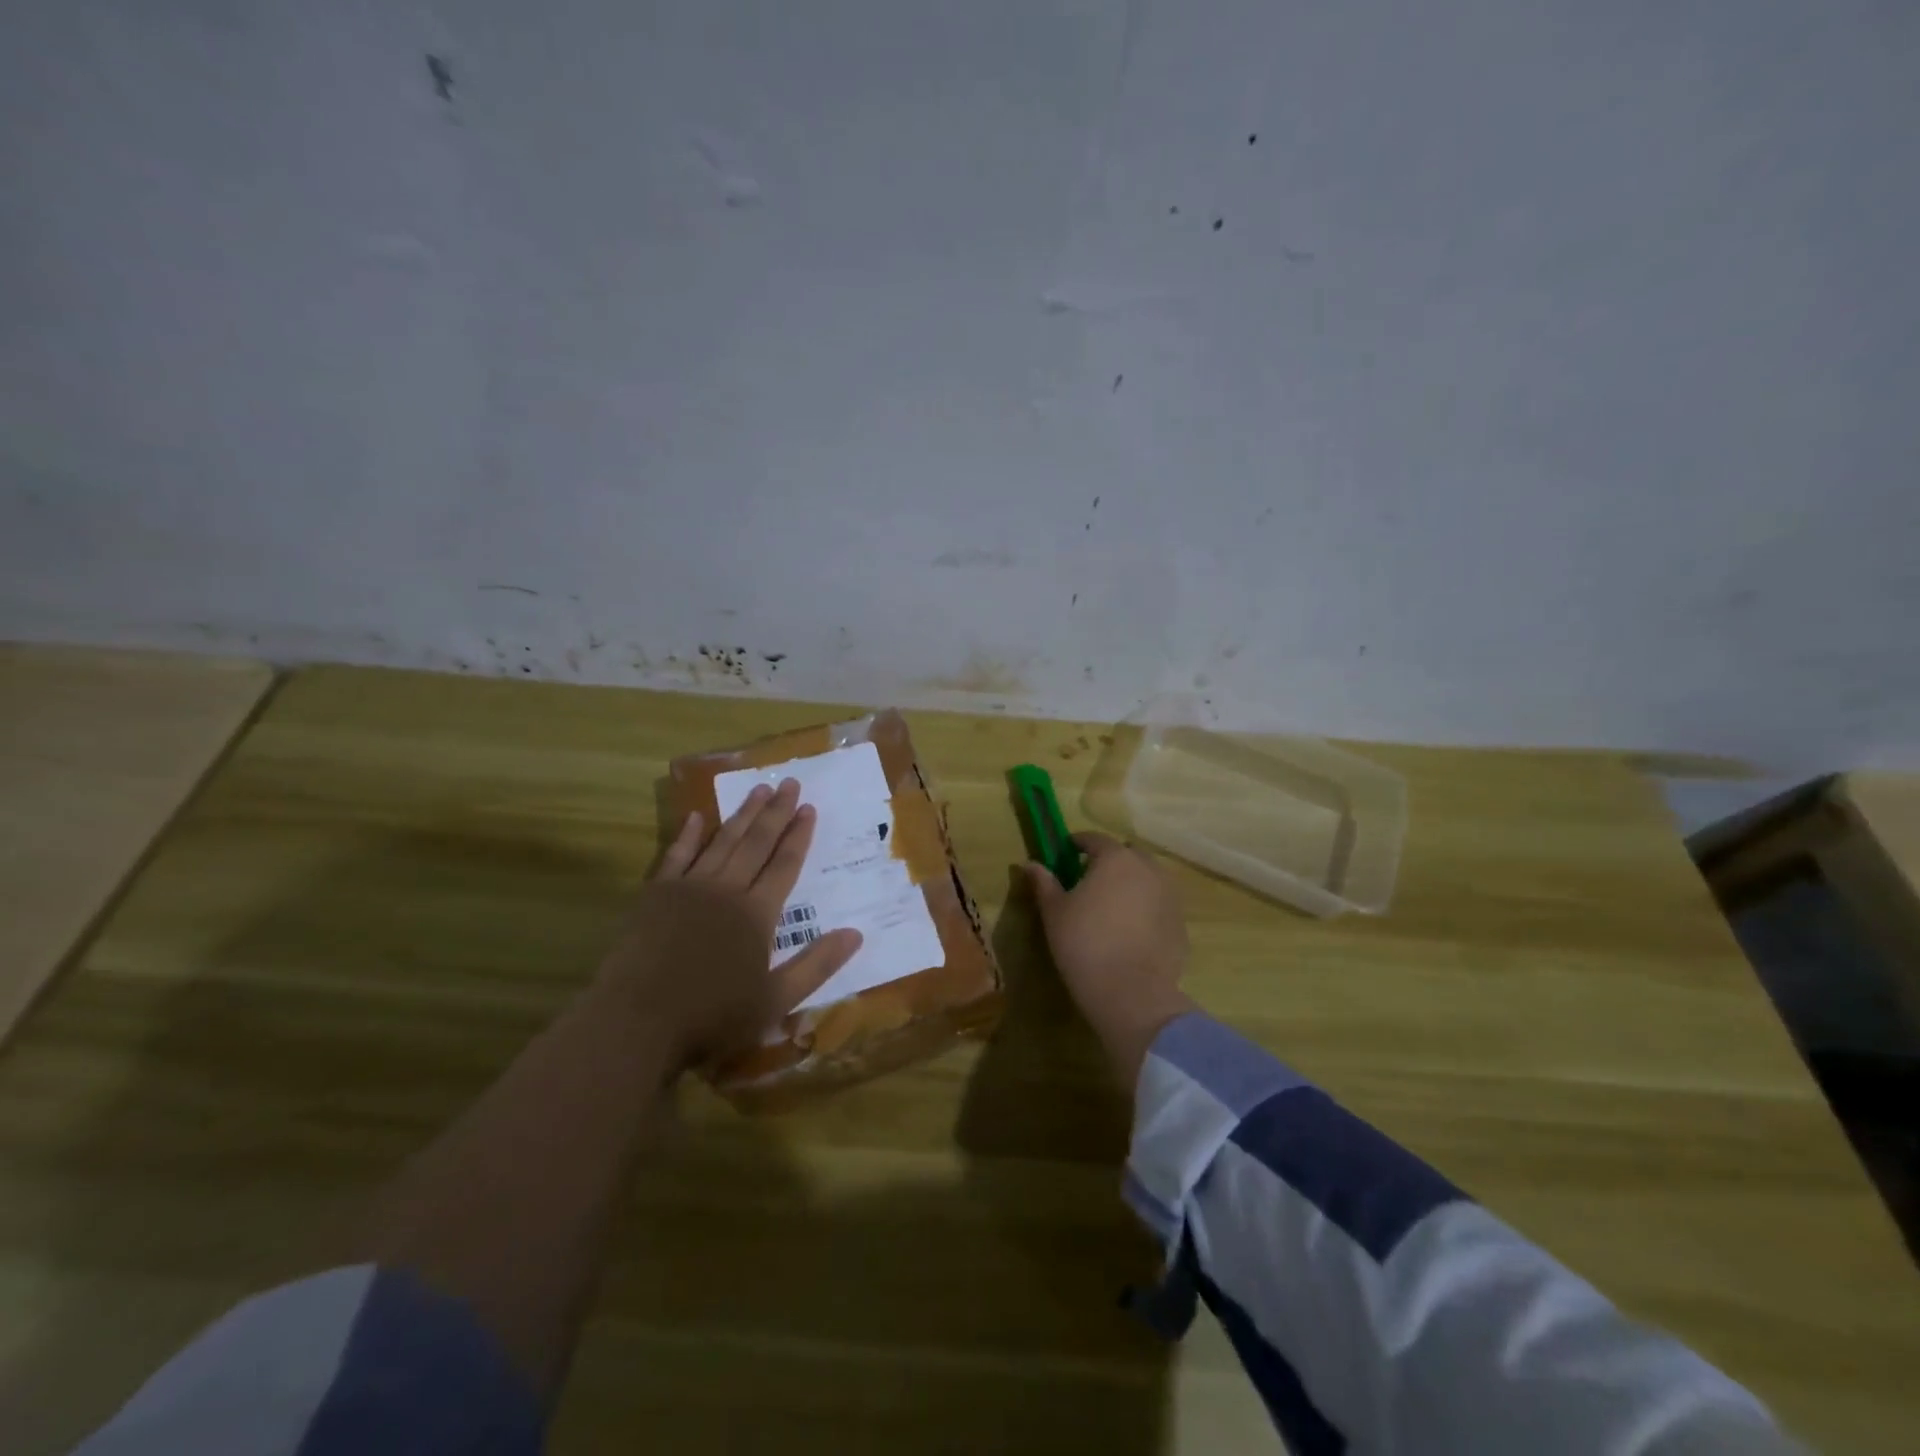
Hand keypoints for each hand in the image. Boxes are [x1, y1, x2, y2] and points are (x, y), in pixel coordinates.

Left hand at [603, 779, 861, 1069]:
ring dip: (742, 814)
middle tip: (790, 783)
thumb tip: (856, 934)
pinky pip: (676, 855)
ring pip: (722, 841)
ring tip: (758, 789)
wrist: (637, 1022)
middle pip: (756, 843)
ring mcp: (688, 888)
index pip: (784, 865)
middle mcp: (726, 890)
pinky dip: (688, 835)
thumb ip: (816, 965)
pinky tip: (696, 817)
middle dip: (776, 812)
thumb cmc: (711, 1017)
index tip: (810, 808)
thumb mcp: (776, 1001)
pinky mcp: (655, 895)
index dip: (799, 836)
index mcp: (757, 914)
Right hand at [1027, 832, 1194, 1087]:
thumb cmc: (1084, 944)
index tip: (1065, 853)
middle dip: (1108, 862)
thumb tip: (1030, 863)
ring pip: (1147, 879)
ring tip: (1110, 908)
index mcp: (1116, 858)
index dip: (1078, 844)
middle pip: (1126, 855)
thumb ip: (1044, 883)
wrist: (1131, 993)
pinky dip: (1145, 910)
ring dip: (1130, 884)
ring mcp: (1170, 896)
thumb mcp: (1054, 912)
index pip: (1095, 839)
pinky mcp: (1181, 924)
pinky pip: (1158, 906)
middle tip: (1087, 883)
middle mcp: (1148, 869)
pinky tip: (1130, 933)